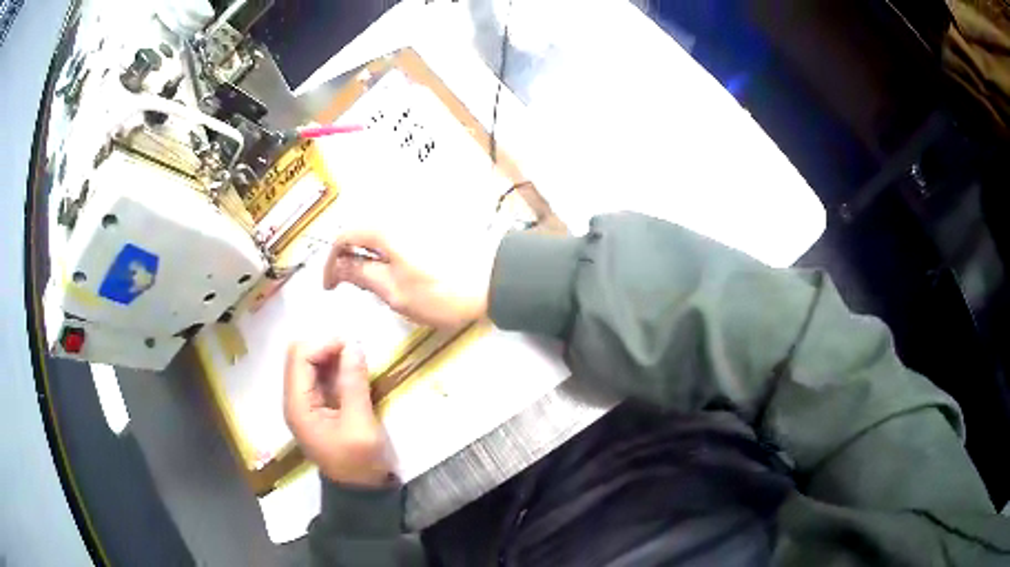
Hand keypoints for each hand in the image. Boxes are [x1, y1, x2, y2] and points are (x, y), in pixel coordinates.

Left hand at [283, 340, 390, 485]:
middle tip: (356, 354)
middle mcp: (294, 400)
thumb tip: (353, 345)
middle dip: (326, 348)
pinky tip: (353, 374)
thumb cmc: (360, 463)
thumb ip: (354, 384)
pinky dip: (335, 369)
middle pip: (300, 356)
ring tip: (358, 363)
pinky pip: (319, 377)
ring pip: (309, 364)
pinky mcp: (316, 407)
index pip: (299, 357)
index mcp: (298, 406)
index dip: (324, 344)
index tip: (353, 347)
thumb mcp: (361, 425)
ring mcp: (304, 404)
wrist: (360, 491)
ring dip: (332, 357)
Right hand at [322, 230, 494, 328]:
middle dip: (349, 257)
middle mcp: (397, 214)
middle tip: (350, 284)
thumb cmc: (441, 291)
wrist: (494, 281)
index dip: (331, 263)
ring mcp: (417, 217)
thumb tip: (339, 267)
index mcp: (383, 228)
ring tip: (373, 281)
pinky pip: (398, 233)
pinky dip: (388, 250)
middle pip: (360, 231)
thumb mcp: (394, 290)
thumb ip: (362, 275)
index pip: (343, 237)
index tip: (331, 286)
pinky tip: (397, 270)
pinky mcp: (433, 224)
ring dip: (369, 254)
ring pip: (379, 232)